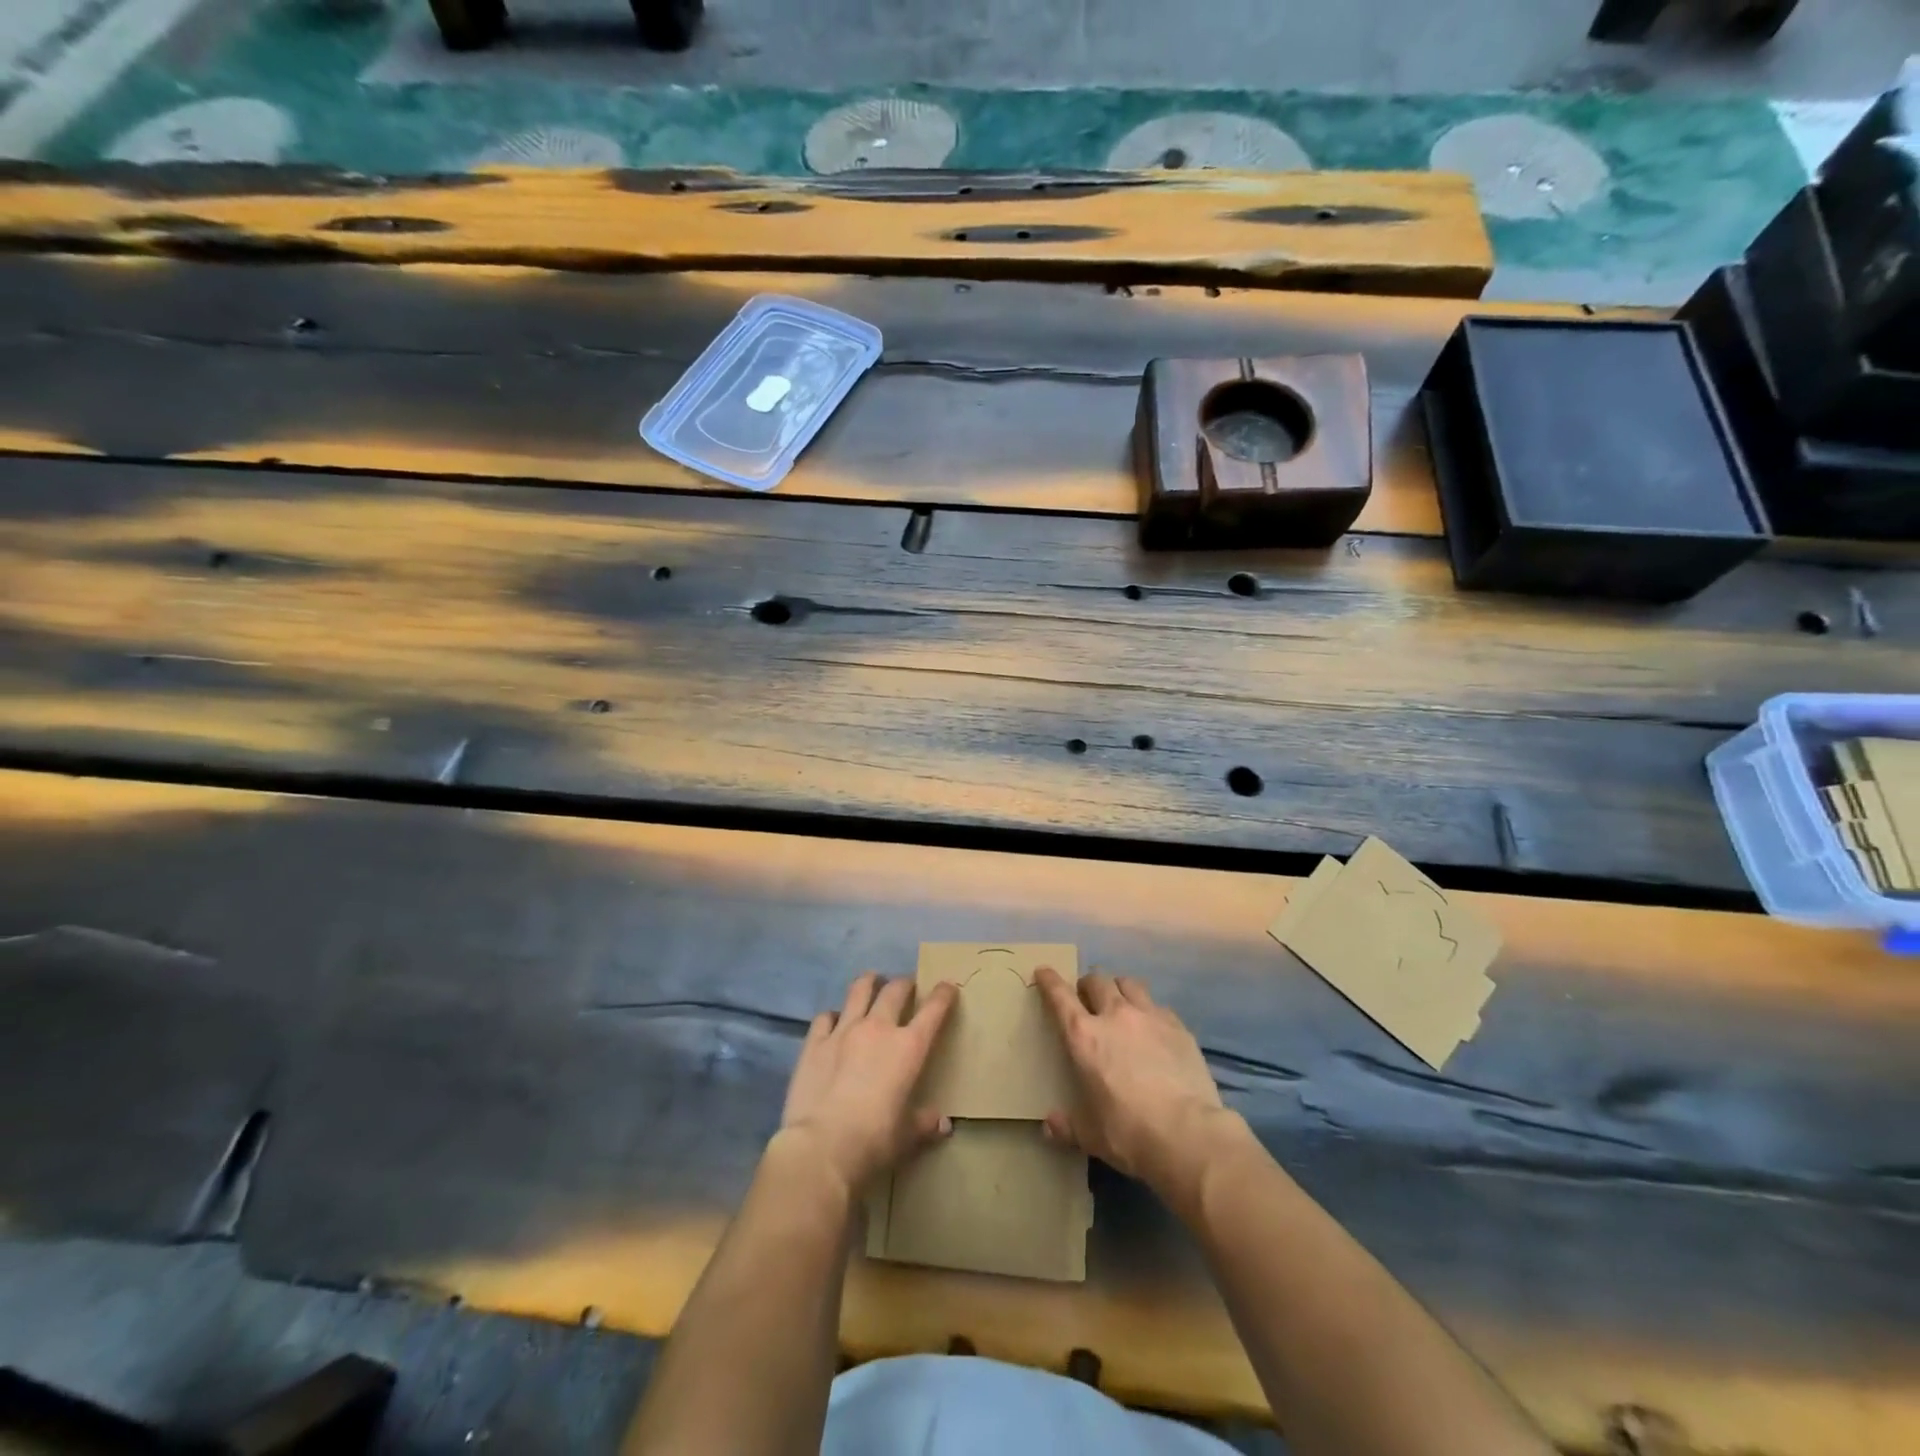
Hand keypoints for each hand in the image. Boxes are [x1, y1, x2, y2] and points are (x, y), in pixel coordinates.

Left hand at [779, 972, 957, 1192]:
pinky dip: (833, 1015)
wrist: (822, 1147)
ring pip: (859, 990)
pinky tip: (834, 1021)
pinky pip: (825, 1016)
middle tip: (907, 987)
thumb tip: (942, 1124)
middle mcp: (878, 1028)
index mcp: (908, 1047)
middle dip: (905, 984)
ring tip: (873, 981)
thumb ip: (925, 1123)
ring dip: (870, 982)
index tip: (948, 986)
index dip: (943, 994)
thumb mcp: (908, 1137)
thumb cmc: (875, 1140)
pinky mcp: (815, 1042)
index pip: (933, 1010)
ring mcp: (844, 1030)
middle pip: (895, 990)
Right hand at [1036, 968, 1236, 1198]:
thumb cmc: (1129, 1133)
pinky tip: (1154, 1028)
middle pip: (1097, 981)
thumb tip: (1049, 1125)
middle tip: (1087, 998)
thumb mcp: (1091, 1136)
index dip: (1049, 981)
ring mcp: (1150, 1017)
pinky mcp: (1179, 1027)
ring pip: (1129, 983)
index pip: (1060, 996)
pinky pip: (1158, 1006)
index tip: (1044, 972)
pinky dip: (1149, 1010)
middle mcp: (1115, 1015)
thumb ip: (1068, 1126)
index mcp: (1084, 1037)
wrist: (1187, 1134)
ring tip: (1120, 1003)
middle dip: (1088, 985)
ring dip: (1119, 988)